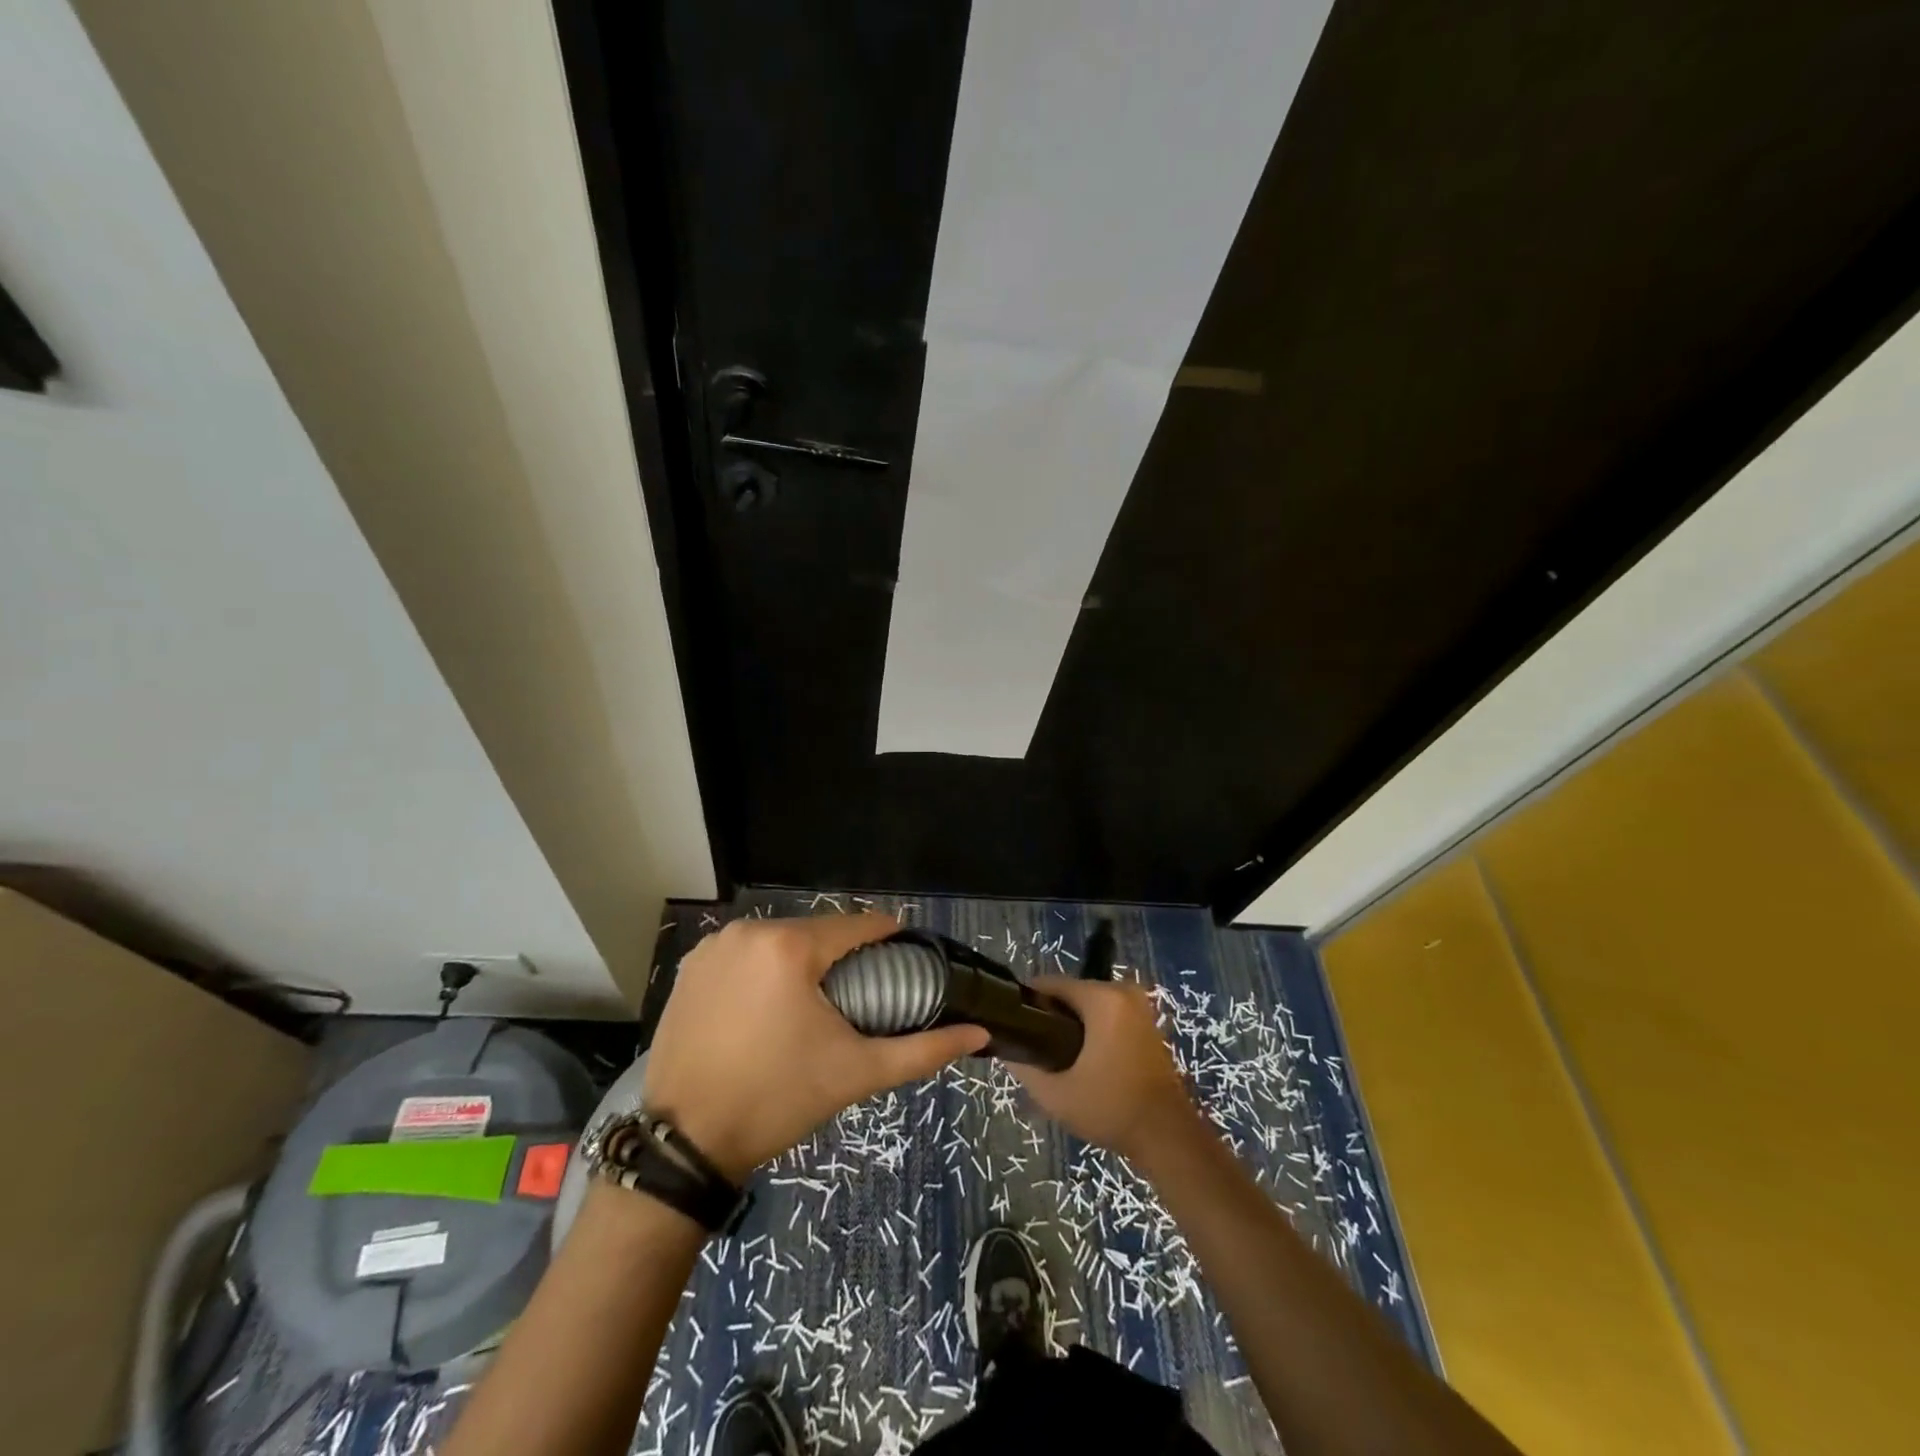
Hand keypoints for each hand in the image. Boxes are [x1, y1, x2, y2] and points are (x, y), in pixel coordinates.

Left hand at [643, 914, 987, 1179]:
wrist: (685, 1143)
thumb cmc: (777, 1100)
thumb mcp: (856, 1073)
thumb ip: (921, 1050)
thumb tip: (978, 1034)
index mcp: (790, 947)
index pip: (855, 925)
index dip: (886, 937)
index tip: (902, 956)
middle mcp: (748, 932)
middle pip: (815, 932)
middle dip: (841, 954)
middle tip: (860, 991)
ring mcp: (713, 947)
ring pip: (778, 941)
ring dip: (801, 961)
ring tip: (815, 1001)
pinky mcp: (689, 968)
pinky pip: (743, 955)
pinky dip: (763, 970)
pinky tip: (769, 1005)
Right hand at [1013, 977, 1202, 1161]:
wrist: (1167, 1136)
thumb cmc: (1110, 1109)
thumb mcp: (1056, 1094)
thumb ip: (1024, 1067)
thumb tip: (1004, 1049)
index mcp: (1102, 999)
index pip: (1050, 983)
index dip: (1027, 1002)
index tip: (1014, 1026)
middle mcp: (1122, 991)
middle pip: (1070, 992)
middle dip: (1050, 1014)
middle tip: (1035, 1047)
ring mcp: (1139, 1005)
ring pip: (1089, 1003)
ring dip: (1072, 1022)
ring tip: (1055, 1054)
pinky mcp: (1146, 1020)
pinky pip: (1107, 1012)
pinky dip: (1092, 1027)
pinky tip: (1082, 1056)